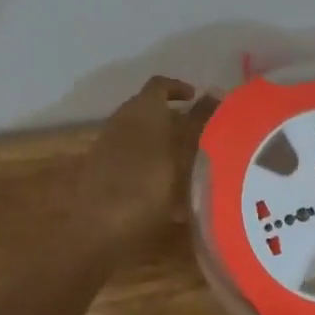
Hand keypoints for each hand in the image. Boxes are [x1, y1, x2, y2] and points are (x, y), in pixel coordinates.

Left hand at [79, 76, 215, 247]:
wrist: (99, 230)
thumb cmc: (149, 184)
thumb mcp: (184, 151)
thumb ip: (200, 120)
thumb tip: (215, 92)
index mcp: (142, 108)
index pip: (160, 84)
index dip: (179, 88)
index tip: (198, 100)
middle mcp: (121, 119)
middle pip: (149, 108)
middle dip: (174, 117)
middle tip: (199, 134)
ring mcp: (107, 144)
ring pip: (139, 132)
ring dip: (162, 141)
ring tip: (187, 164)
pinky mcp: (100, 170)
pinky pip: (129, 154)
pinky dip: (148, 161)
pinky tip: (164, 188)